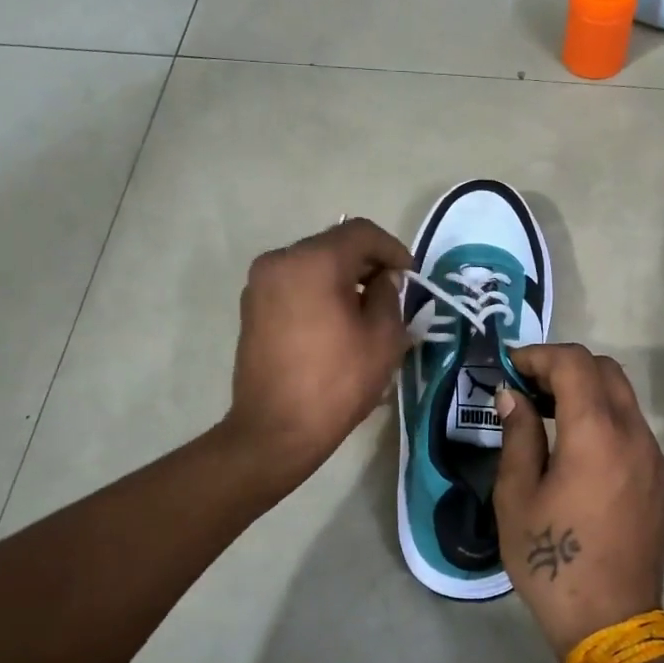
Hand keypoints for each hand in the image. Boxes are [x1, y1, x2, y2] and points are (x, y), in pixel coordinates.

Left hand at [222, 218, 412, 497]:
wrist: (276, 429)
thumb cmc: (337, 382)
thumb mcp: (383, 338)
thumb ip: (390, 295)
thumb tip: (384, 279)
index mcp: (314, 261)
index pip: (361, 233)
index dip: (393, 248)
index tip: (411, 275)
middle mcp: (280, 260)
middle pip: (333, 245)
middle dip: (367, 262)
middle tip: (393, 291)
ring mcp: (260, 284)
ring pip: (312, 264)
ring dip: (342, 277)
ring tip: (366, 308)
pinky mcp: (252, 307)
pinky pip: (294, 284)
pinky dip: (319, 291)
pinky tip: (336, 320)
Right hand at [493, 344, 663, 659]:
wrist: (611, 621)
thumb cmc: (551, 561)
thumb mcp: (516, 497)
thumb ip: (517, 436)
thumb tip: (513, 396)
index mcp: (595, 434)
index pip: (574, 363)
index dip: (538, 355)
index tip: (510, 368)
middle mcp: (633, 435)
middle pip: (605, 370)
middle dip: (564, 366)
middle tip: (528, 387)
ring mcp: (653, 457)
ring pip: (623, 397)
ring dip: (586, 390)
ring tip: (548, 414)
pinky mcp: (660, 479)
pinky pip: (633, 427)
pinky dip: (605, 417)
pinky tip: (578, 449)